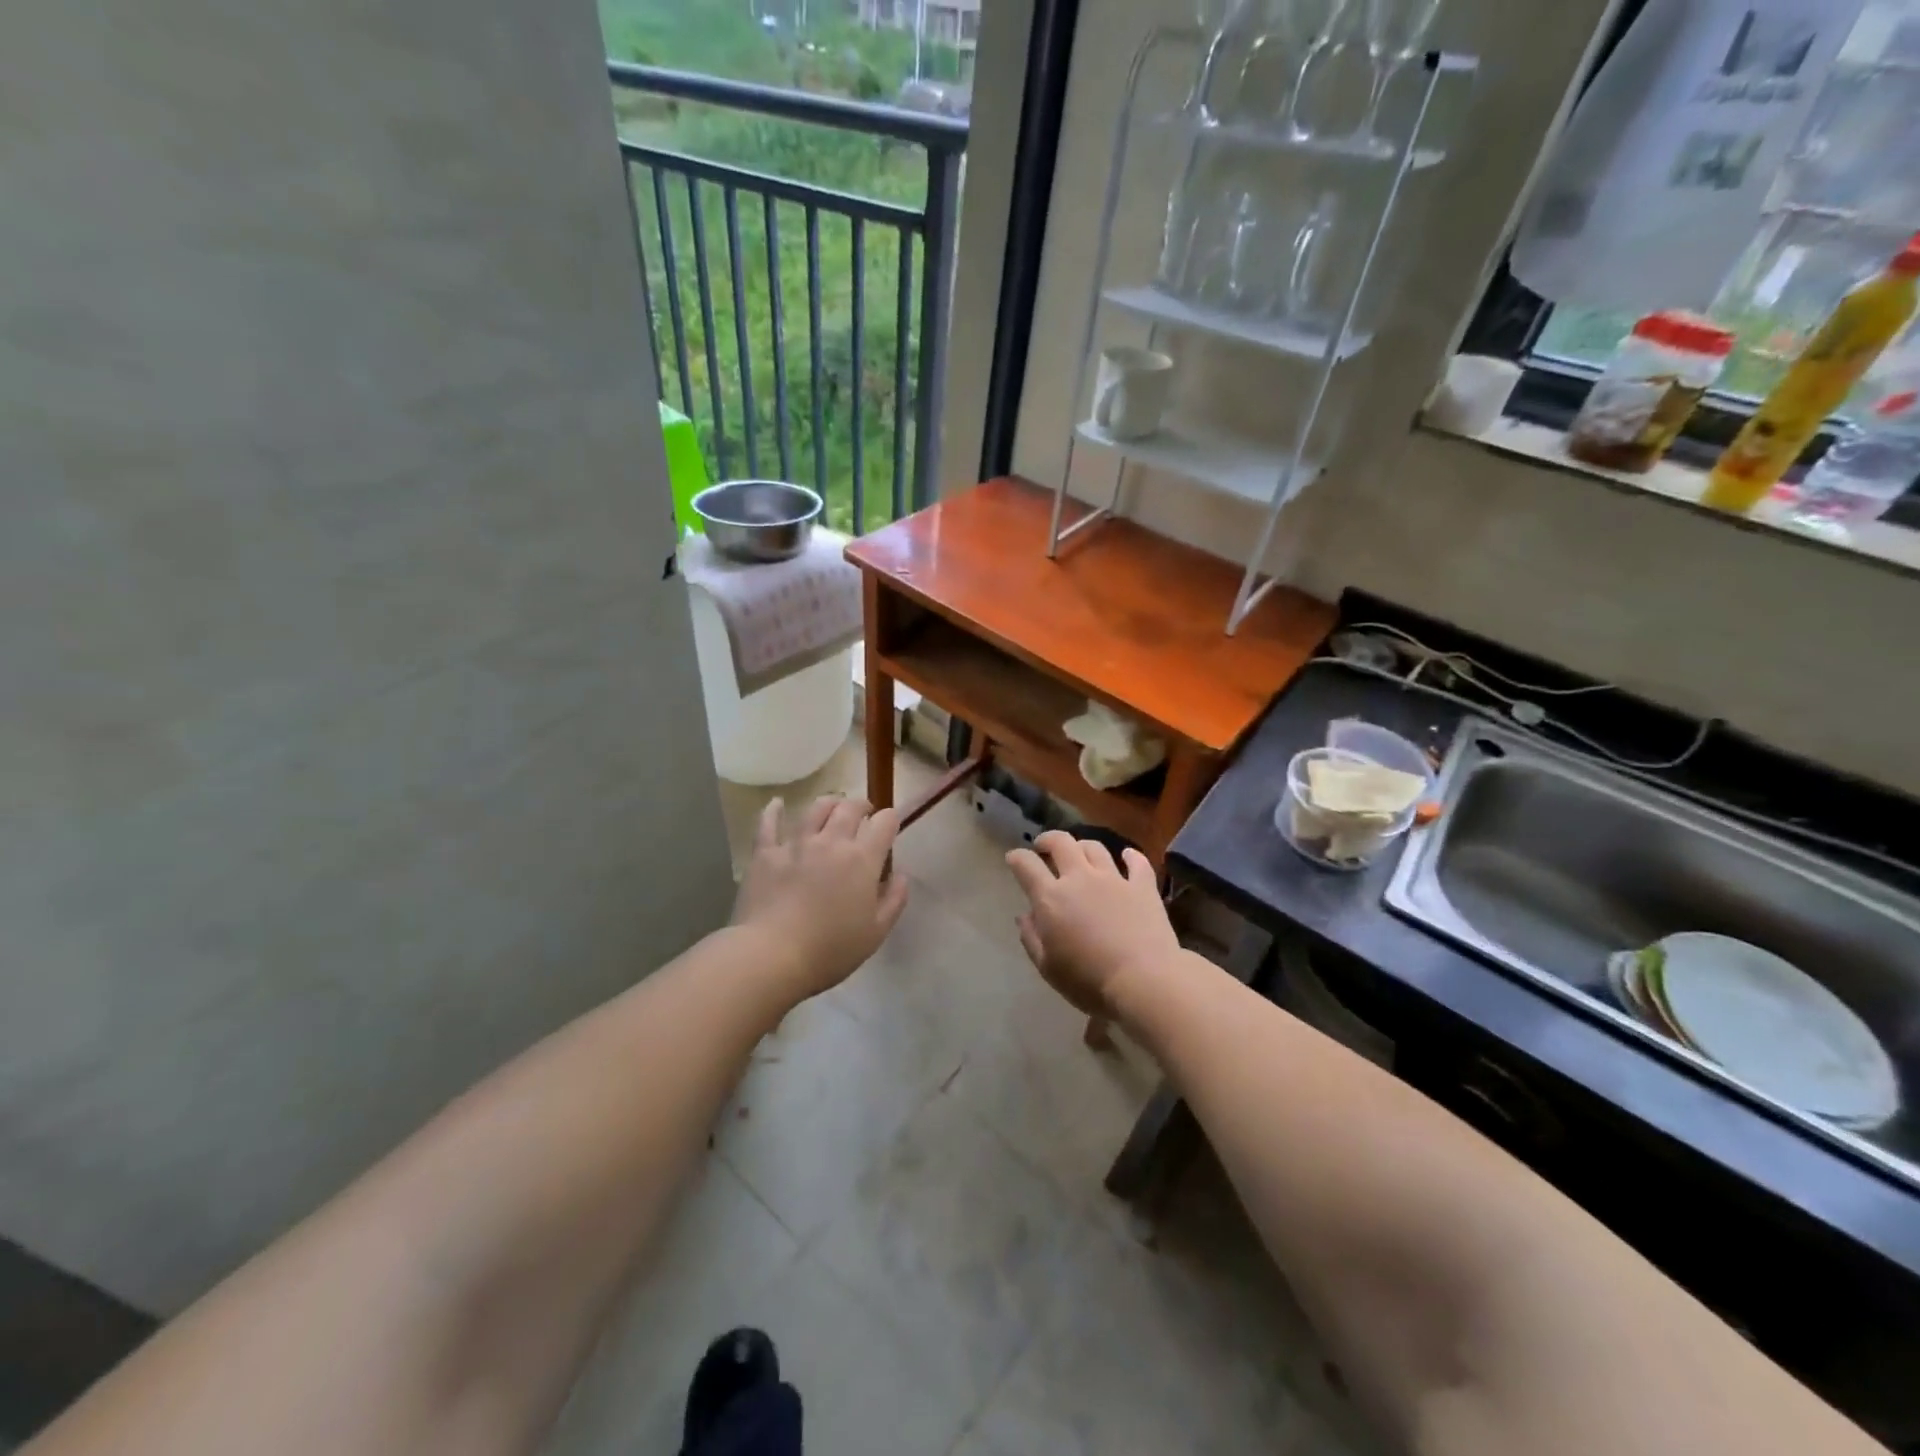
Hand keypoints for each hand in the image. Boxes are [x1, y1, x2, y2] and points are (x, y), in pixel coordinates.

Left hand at [732, 796, 908, 998]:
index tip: (890, 824)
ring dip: (829, 803)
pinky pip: (769, 823)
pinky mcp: (765, 853)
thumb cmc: (830, 950)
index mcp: (862, 859)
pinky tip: (777, 804)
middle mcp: (831, 841)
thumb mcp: (876, 933)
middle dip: (861, 805)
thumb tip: (900, 875)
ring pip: (815, 809)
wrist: (771, 955)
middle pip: (850, 808)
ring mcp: (796, 844)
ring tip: (832, 807)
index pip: (884, 823)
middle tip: (864, 812)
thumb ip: (894, 900)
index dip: (890, 819)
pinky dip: (774, 810)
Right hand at [1005, 832, 1180, 1017]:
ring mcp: (1114, 879)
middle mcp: (1080, 878)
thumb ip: (1032, 938)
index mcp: (1051, 898)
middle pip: (1061, 843)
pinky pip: (1137, 862)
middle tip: (1044, 847)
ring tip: (1080, 854)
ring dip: (1083, 847)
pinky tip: (1127, 856)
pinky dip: (1130, 856)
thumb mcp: (1048, 968)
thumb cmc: (1089, 981)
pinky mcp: (1142, 887)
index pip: (1026, 865)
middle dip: (1048, 840)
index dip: (1016, 858)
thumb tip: (1024, 916)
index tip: (1013, 859)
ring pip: (1095, 847)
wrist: (1144, 981)